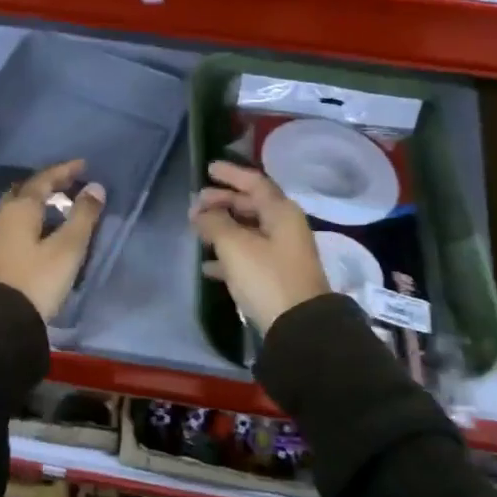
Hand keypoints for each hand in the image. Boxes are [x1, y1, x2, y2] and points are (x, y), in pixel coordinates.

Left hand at [0, 159, 106, 321]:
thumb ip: (82, 216)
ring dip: (34, 204)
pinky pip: (9, 226)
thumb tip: (95, 187)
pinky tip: (34, 233)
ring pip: (14, 209)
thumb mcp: (67, 248)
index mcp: (19, 208)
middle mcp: (0, 216)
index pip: (43, 180)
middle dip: (46, 185)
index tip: (83, 165)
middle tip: (67, 186)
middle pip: (24, 191)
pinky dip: (25, 221)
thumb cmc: (36, 280)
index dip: (64, 171)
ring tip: (54, 210)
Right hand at [189, 160, 331, 332]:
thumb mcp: (235, 246)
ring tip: (197, 230)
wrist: (299, 327)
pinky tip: (207, 266)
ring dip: (223, 228)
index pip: (254, 182)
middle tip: (197, 202)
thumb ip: (215, 223)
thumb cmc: (267, 277)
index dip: (231, 174)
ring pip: (248, 231)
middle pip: (251, 205)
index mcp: (281, 212)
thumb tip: (201, 211)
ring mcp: (283, 253)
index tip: (208, 168)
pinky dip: (228, 255)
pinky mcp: (276, 277)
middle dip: (223, 201)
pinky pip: (248, 256)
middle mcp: (285, 227)